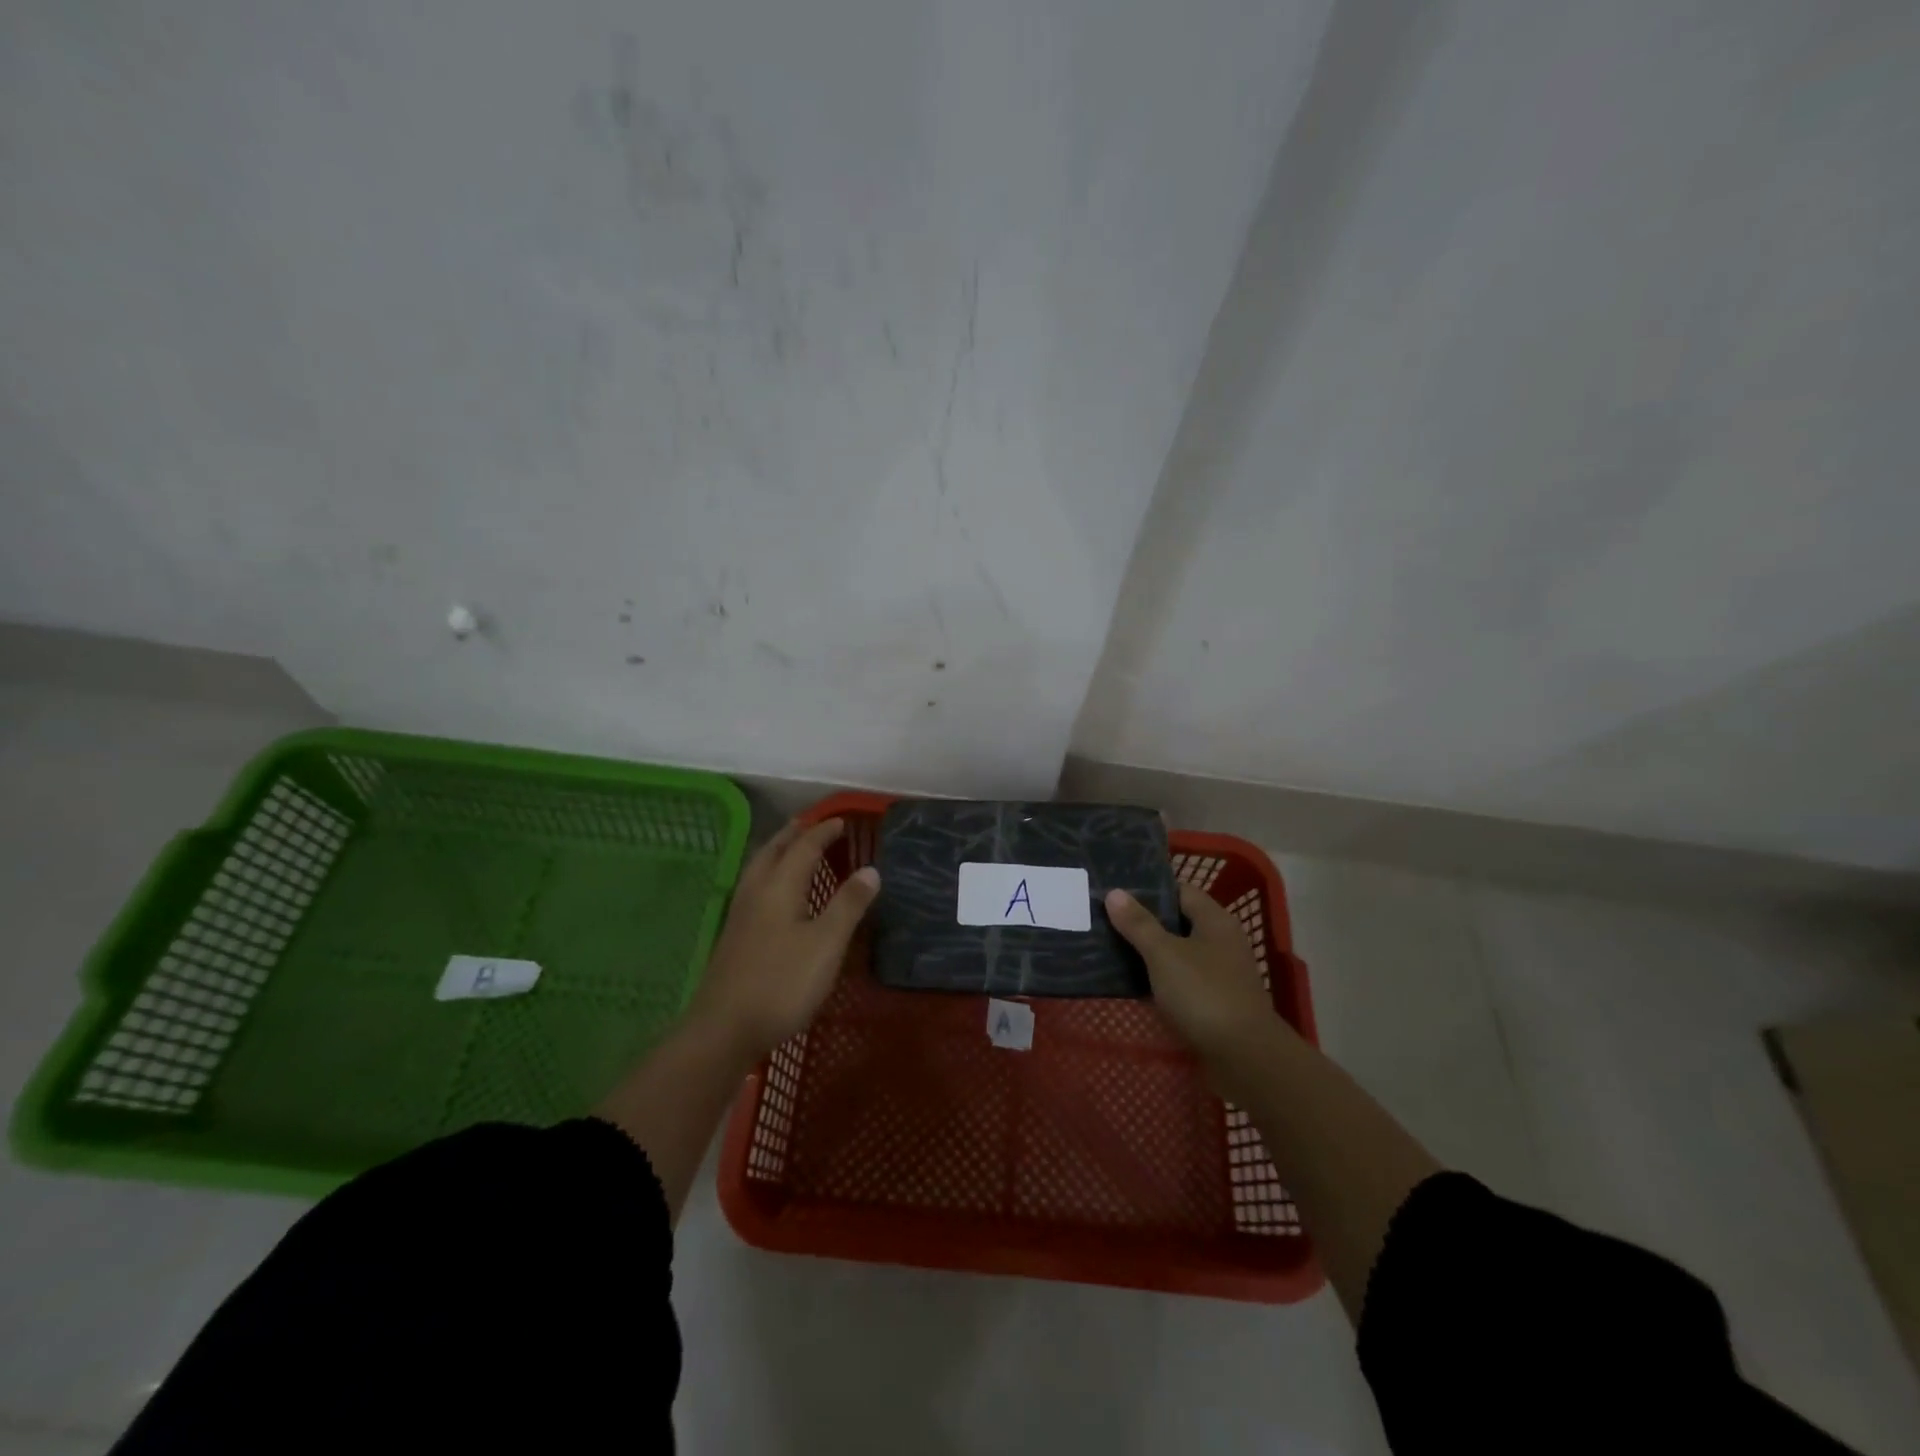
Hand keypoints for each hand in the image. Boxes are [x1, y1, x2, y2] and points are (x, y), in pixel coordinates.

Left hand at [688, 818, 879, 1059]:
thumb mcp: (826, 943)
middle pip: (773, 852)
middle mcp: (756, 892)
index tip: (841, 821)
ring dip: (777, 852)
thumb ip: (849, 904)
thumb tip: (871, 869)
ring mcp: (740, 915)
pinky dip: (769, 874)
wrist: (724, 1029)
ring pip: (758, 869)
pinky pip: (754, 887)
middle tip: (810, 824)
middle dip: (793, 835)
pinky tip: (773, 893)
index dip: (823, 833)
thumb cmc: (782, 982)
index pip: (803, 848)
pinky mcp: (734, 937)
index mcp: (779, 887)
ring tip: (790, 848)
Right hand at [1106, 884, 1284, 1068]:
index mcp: (1215, 921)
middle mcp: (1220, 942)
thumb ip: (1138, 924)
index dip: (1150, 889)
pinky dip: (1157, 980)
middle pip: (1177, 923)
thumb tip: (1114, 892)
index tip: (1116, 891)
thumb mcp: (1164, 954)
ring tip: (1109, 948)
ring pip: (1176, 954)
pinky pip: (1179, 982)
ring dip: (1148, 953)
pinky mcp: (1212, 1003)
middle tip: (1105, 919)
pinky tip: (1130, 983)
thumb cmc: (1204, 994)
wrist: (1244, 1057)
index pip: (1180, 891)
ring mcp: (1218, 974)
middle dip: (1143, 922)